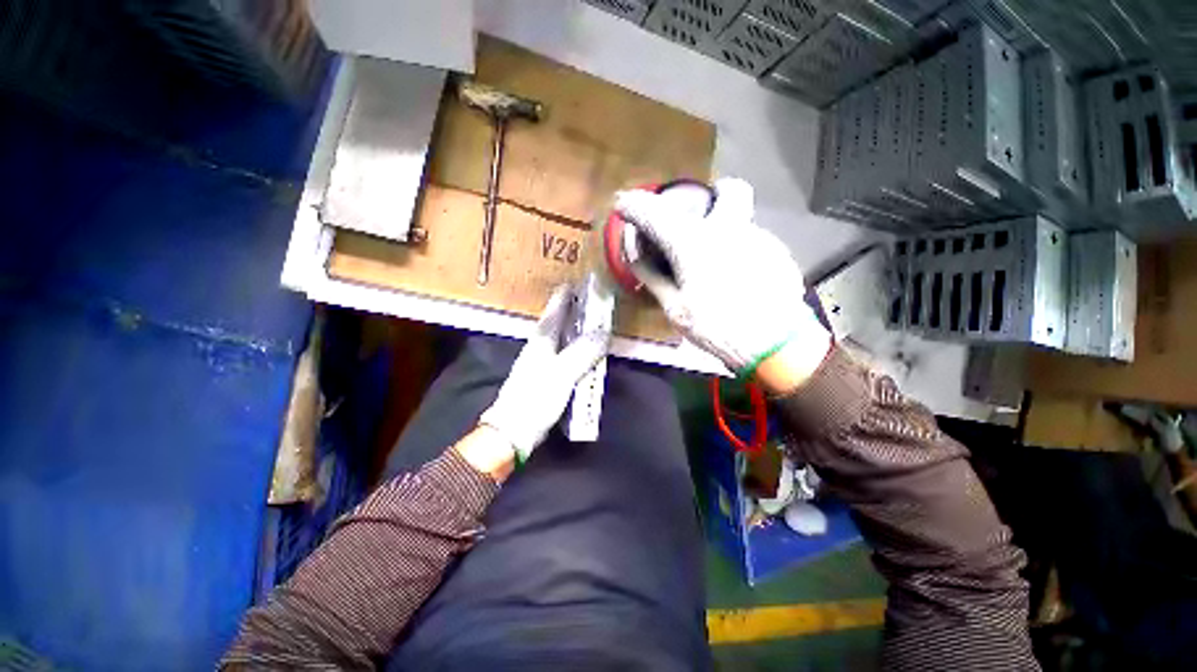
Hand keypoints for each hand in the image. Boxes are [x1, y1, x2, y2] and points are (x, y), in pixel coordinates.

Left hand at [478, 285, 609, 461]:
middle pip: (555, 321)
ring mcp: (539, 361)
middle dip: (570, 308)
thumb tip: (603, 331)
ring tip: (588, 320)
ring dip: (572, 326)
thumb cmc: (535, 399)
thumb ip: (582, 352)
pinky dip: (572, 345)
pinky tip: (580, 349)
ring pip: (558, 336)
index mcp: (541, 341)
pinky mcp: (543, 376)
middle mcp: (538, 346)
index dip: (564, 296)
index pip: (554, 311)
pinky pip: (561, 352)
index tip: (575, 282)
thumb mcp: (562, 374)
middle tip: (589, 299)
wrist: (512, 431)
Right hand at [614, 178, 830, 388]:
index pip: (656, 213)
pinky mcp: (778, 253)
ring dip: (725, 231)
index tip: (622, 204)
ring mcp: (760, 238)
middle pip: (728, 190)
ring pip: (741, 219)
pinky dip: (739, 251)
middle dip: (712, 195)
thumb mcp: (675, 308)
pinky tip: (737, 279)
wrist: (775, 346)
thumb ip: (653, 276)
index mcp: (695, 243)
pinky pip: (753, 241)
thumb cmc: (716, 328)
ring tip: (716, 263)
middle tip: (700, 214)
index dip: (634, 206)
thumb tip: (635, 255)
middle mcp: (730, 229)